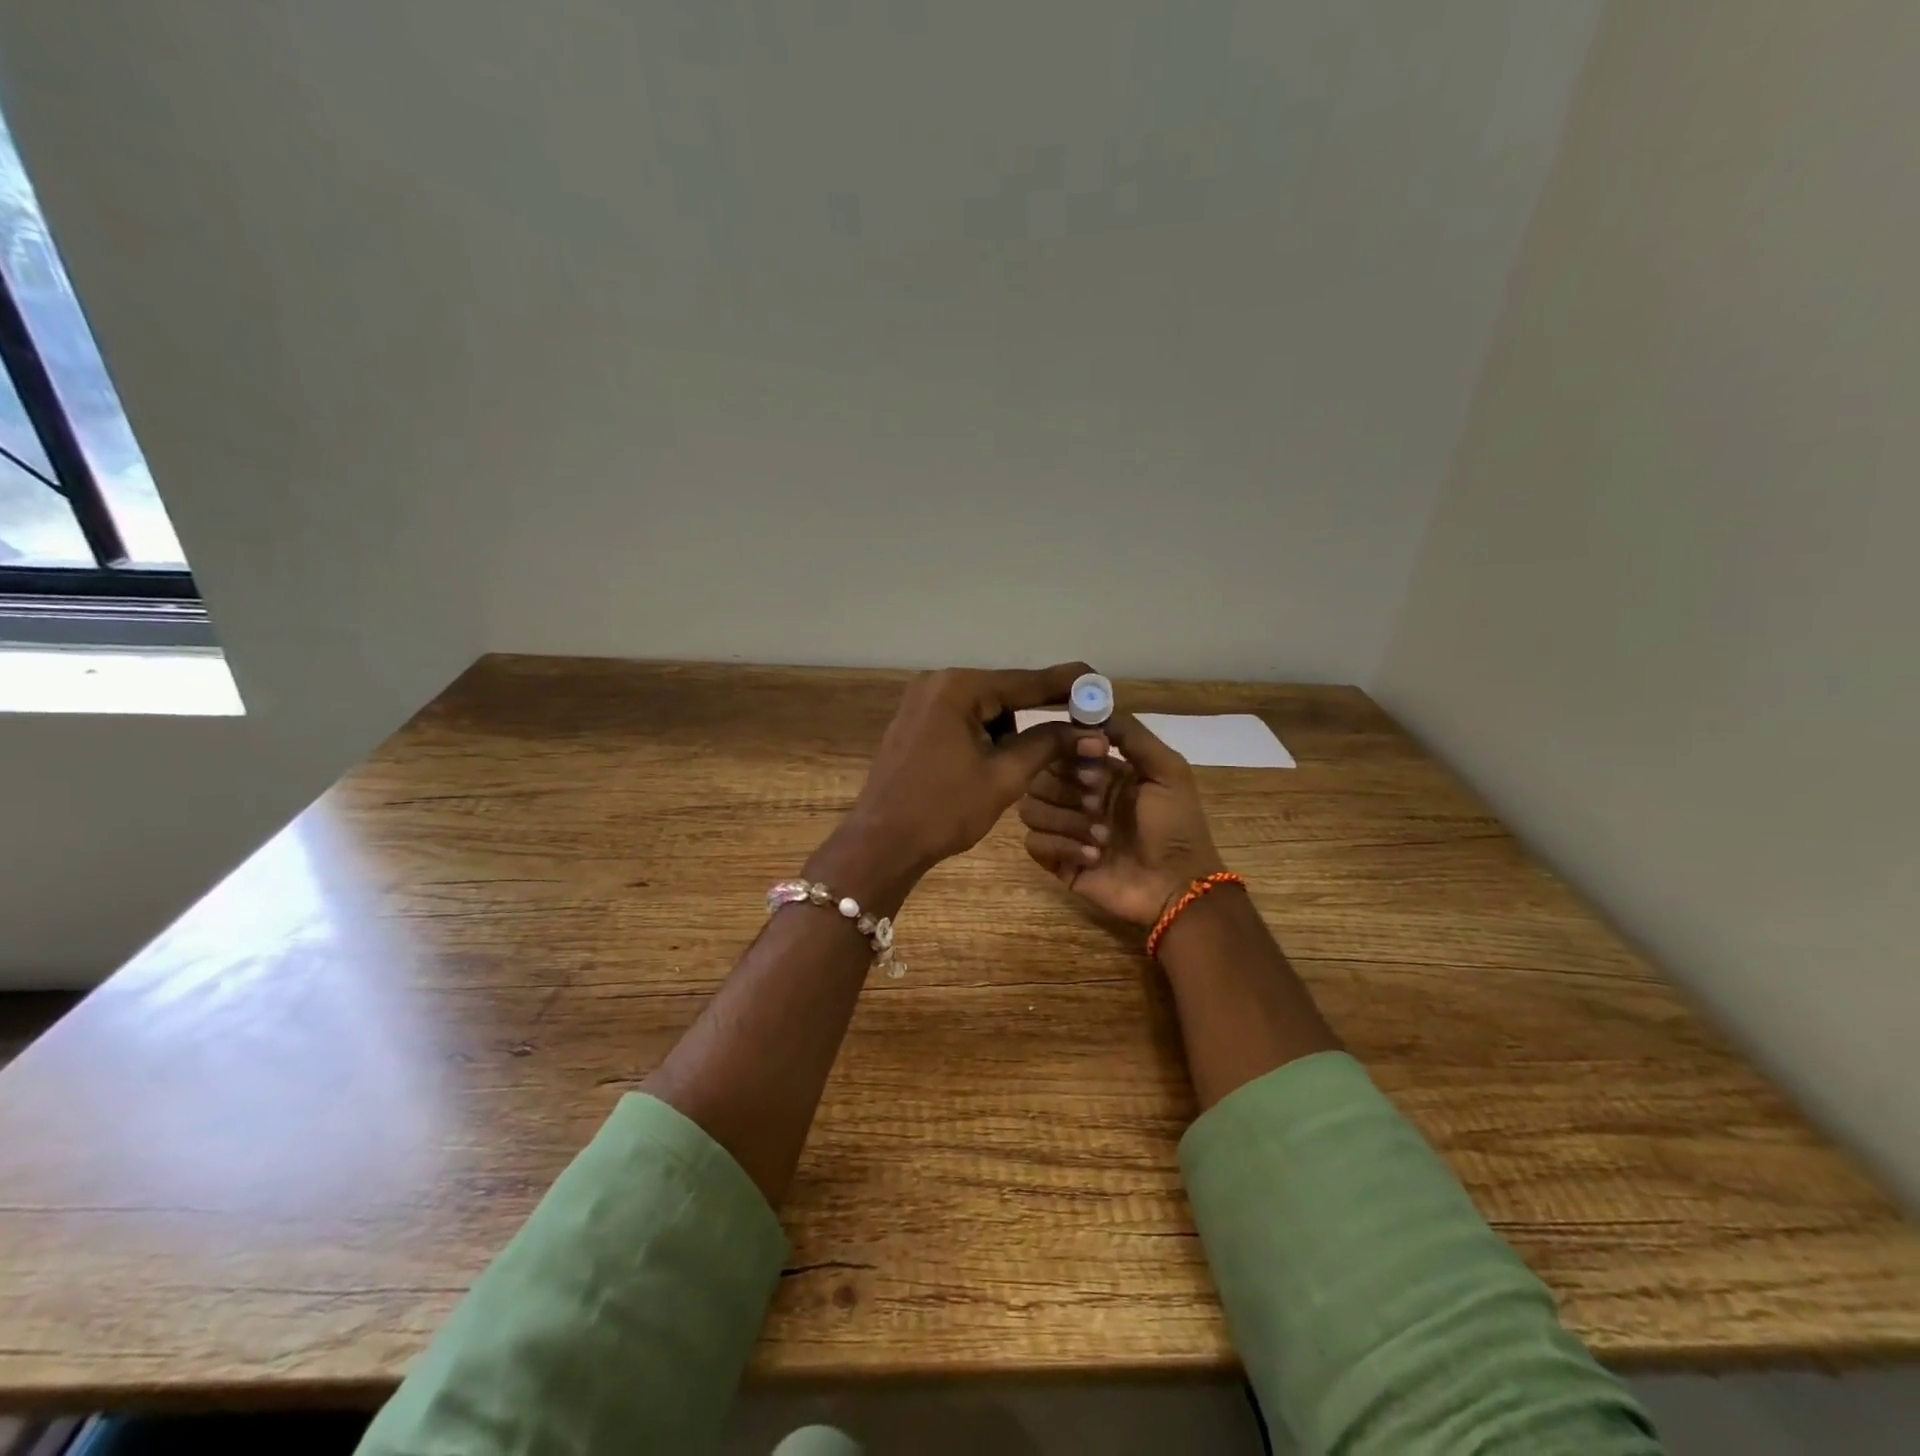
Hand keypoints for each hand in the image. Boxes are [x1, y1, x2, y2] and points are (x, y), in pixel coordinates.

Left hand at [811, 663, 1094, 910]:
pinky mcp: (915, 721)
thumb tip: (1093, 732)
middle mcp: (938, 683)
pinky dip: (985, 736)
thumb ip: (1048, 745)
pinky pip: (963, 718)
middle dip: (1038, 714)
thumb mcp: (1004, 776)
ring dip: (1009, 731)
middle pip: (1005, 692)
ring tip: (1016, 768)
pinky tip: (991, 764)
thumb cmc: (943, 810)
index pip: (1026, 682)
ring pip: (985, 708)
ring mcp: (922, 701)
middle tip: (1076, 732)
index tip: (1101, 683)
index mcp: (959, 688)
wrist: (881, 843)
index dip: (1068, 685)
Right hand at [1019, 713, 1225, 927]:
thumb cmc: (1176, 826)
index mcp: (1101, 774)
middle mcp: (1077, 798)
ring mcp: (1065, 831)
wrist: (1178, 887)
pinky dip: (1062, 847)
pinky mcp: (1057, 862)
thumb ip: (1133, 735)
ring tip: (1102, 838)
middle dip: (1067, 788)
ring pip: (1031, 809)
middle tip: (1098, 803)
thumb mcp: (1167, 771)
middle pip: (1039, 777)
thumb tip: (1094, 711)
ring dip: (1067, 820)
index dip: (1070, 751)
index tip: (1094, 760)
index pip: (1061, 749)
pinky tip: (1093, 857)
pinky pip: (1033, 843)